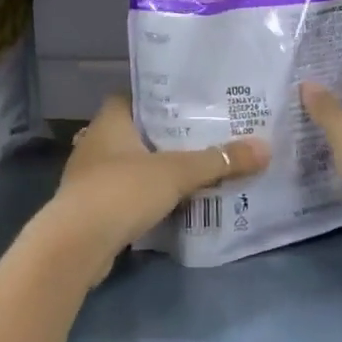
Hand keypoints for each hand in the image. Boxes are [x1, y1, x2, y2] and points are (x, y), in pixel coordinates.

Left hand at [38, 97, 268, 278]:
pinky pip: (124, 193)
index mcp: (110, 121)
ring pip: (129, 163)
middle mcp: (95, 143)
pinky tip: (170, 202)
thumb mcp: (177, 173)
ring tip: (192, 168)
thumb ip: (219, 161)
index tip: (189, 103)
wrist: (76, 245)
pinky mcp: (91, 207)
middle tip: (202, 136)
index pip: (132, 96)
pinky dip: (144, 195)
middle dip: (164, 135)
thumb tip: (265, 147)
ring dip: (154, 167)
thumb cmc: (122, 191)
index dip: (158, 97)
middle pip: (134, 131)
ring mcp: (89, 177)